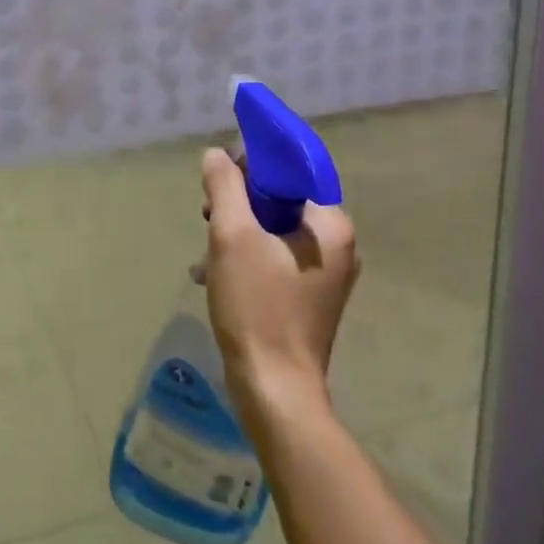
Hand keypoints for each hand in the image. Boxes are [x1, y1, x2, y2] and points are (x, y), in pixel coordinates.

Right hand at [199, 147, 358, 425]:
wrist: (274, 389)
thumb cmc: (257, 306)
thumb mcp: (231, 235)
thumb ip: (224, 186)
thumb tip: (217, 155)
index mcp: (331, 225)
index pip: (292, 171)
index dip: (252, 164)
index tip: (219, 176)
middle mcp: (337, 245)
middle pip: (281, 200)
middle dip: (239, 203)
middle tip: (207, 216)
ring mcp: (326, 275)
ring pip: (273, 230)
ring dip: (236, 232)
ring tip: (206, 249)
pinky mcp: (309, 297)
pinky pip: (274, 258)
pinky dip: (245, 257)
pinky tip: (212, 273)